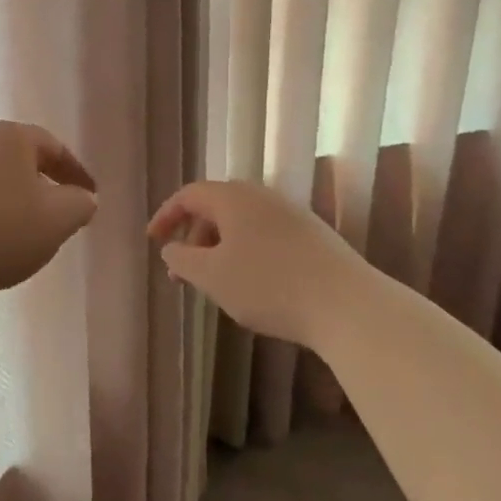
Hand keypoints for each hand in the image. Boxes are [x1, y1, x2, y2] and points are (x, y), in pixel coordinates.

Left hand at [0, 121, 98, 299]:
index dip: (75, 172)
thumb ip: (79, 205)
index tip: (90, 196)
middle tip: (55, 212)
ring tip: (18, 232)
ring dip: (6, 200)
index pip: (53, 147)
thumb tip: (83, 197)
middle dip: (39, 183)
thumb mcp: (56, 221)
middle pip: (16, 158)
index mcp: (11, 137)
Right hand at [148, 180, 368, 349]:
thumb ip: (182, 259)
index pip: (189, 195)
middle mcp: (262, 196)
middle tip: (182, 269)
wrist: (348, 305)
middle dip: (193, 236)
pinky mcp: (313, 235)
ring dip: (220, 246)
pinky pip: (265, 234)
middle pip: (216, 206)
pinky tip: (252, 283)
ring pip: (242, 223)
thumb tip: (171, 247)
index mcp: (233, 197)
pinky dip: (246, 252)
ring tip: (214, 281)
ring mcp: (291, 213)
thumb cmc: (268, 286)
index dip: (166, 216)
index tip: (153, 240)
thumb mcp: (212, 276)